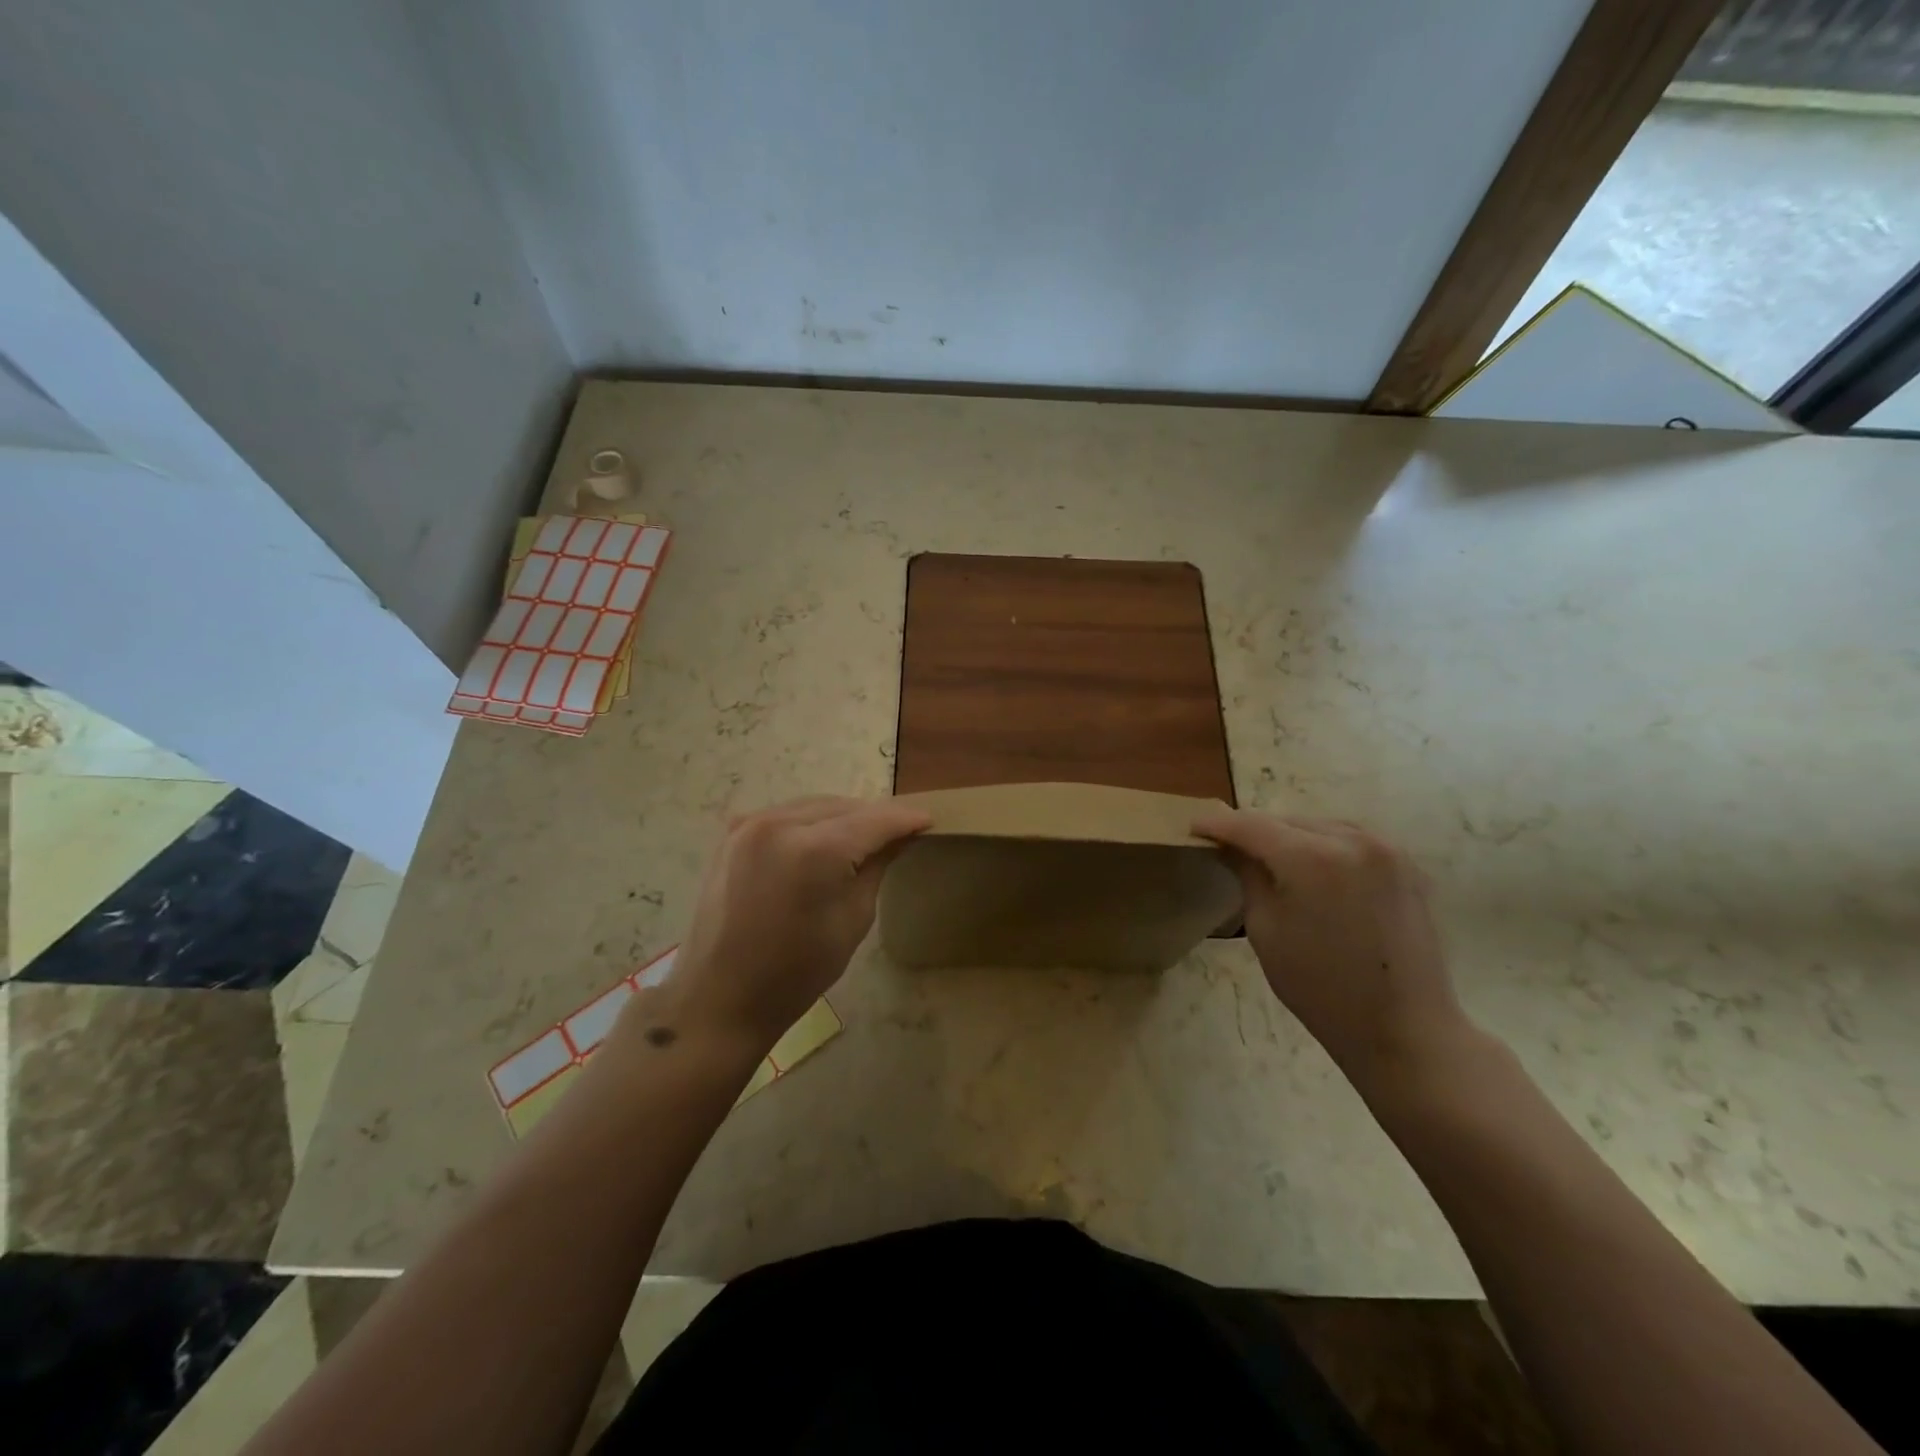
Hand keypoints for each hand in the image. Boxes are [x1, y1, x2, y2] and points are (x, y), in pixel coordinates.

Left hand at [665, 796, 931, 1048]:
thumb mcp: (853, 919)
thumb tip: (899, 836)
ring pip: (814, 806)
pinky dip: (811, 822)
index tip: (929, 819)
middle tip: (902, 830)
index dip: (905, 818)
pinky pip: (786, 815)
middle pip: (843, 806)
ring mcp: (750, 824)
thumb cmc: (797, 971)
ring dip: (843, 816)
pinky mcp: (733, 833)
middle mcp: (780, 823)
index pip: (873, 820)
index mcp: (815, 849)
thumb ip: (876, 866)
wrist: (722, 996)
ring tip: (867, 834)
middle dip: (874, 816)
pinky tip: (826, 838)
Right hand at [1193, 811, 1477, 1095]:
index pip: (1251, 825)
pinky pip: (1350, 840)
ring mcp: (1386, 849)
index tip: (1194, 827)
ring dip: (1291, 837)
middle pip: (1287, 821)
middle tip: (1228, 847)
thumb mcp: (1265, 930)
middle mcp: (1351, 840)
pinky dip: (1324, 846)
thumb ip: (1248, 875)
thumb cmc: (1320, 987)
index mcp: (1311, 858)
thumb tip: (1232, 847)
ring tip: (1270, 859)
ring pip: (1319, 826)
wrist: (1404, 1029)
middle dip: (1255, 831)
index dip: (1218, 824)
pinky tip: (1312, 870)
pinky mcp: (1406, 865)